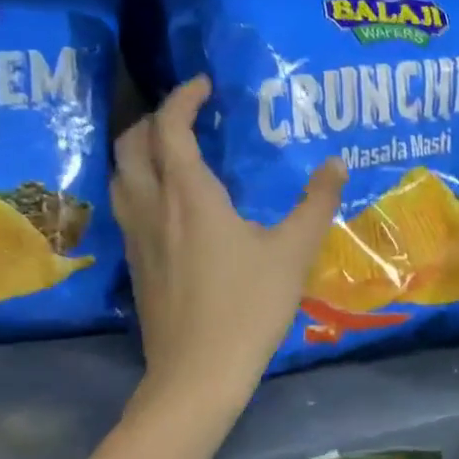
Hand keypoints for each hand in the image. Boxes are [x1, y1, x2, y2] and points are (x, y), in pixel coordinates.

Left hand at [113, 76, 346, 406]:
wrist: (198, 373)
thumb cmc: (248, 306)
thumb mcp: (294, 252)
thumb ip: (316, 203)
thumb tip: (337, 163)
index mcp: (189, 195)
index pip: (171, 127)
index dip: (184, 98)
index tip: (205, 85)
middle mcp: (152, 206)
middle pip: (131, 145)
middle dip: (154, 120)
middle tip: (188, 117)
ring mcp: (136, 237)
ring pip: (120, 176)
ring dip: (140, 152)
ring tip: (174, 154)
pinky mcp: (135, 265)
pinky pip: (126, 206)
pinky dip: (140, 185)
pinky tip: (170, 207)